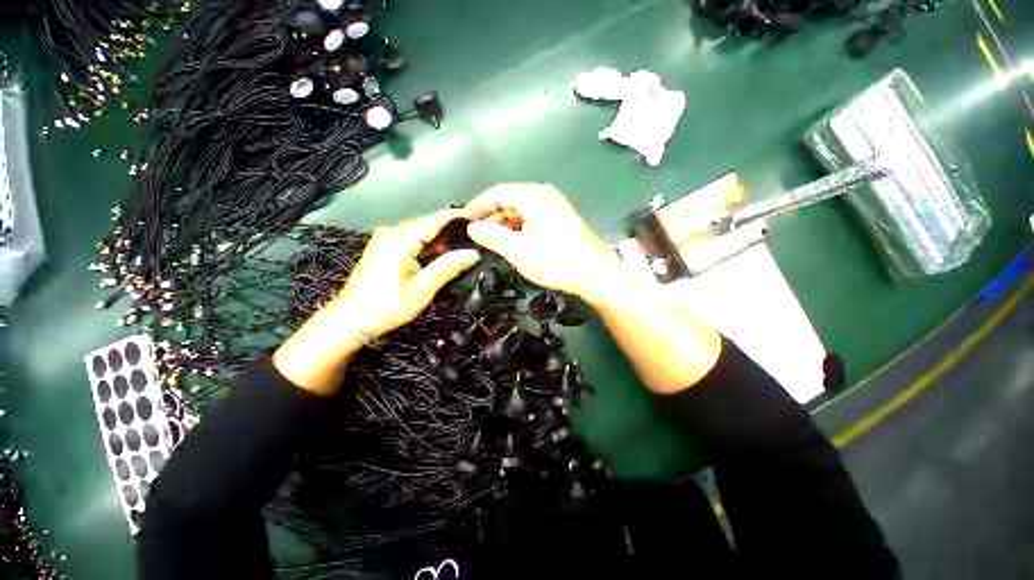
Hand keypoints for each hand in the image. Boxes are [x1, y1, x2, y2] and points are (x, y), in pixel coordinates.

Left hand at [274, 210, 480, 393]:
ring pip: (421, 230)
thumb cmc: (387, 307)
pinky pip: (413, 238)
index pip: (435, 220)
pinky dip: (429, 244)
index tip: (480, 218)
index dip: (458, 218)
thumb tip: (473, 253)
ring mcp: (386, 238)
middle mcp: (392, 232)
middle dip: (452, 228)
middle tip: (477, 236)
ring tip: (465, 244)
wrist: (350, 320)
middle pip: (428, 223)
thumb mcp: (422, 289)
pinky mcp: (385, 247)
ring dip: (441, 237)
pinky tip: (442, 252)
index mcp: (400, 239)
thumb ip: (448, 267)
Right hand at [461, 183, 625, 302]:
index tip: (462, 220)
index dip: (477, 206)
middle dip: (490, 216)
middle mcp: (544, 195)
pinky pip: (531, 219)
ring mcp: (554, 208)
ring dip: (503, 224)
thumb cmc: (555, 260)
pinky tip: (511, 242)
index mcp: (533, 196)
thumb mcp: (518, 250)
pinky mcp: (559, 221)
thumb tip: (472, 227)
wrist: (595, 274)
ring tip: (489, 241)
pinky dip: (518, 229)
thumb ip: (492, 236)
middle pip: (509, 200)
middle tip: (474, 234)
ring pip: (520, 211)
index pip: (497, 192)